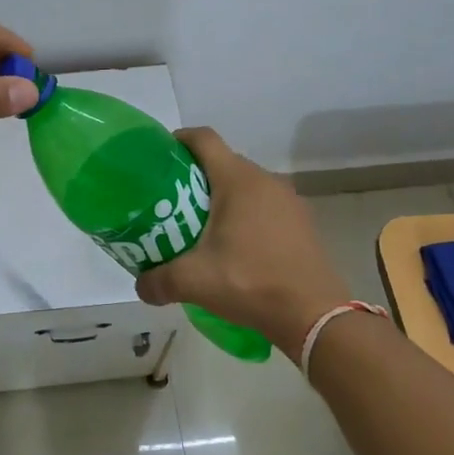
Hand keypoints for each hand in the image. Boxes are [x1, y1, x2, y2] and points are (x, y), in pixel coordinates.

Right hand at [134, 128, 352, 358]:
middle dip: (194, 175)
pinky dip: (245, 214)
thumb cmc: (250, 283)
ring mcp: (288, 200)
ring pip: (245, 185)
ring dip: (221, 197)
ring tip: (200, 225)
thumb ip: (158, 280)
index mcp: (237, 180)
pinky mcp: (301, 222)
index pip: (204, 139)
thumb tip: (140, 286)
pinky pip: (264, 205)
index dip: (179, 139)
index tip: (160, 156)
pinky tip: (234, 246)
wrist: (314, 316)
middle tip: (171, 201)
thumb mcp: (194, 281)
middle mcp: (265, 180)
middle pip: (223, 162)